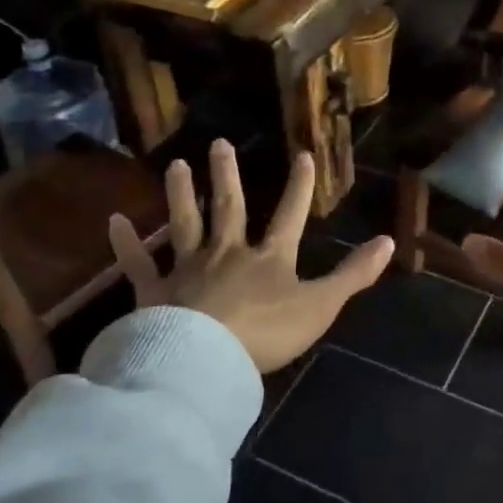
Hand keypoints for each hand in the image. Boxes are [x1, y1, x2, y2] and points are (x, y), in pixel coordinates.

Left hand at [109, 140, 394, 373]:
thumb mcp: (320, 305)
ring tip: (176, 165)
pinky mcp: (154, 292)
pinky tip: (113, 220)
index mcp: (268, 258)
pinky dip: (126, 243)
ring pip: (185, 224)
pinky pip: (138, 263)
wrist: (204, 359)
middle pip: (229, 209)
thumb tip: (390, 241)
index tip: (303, 154)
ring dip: (182, 195)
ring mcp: (188, 269)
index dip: (299, 186)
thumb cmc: (266, 332)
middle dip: (228, 177)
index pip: (290, 215)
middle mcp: (227, 253)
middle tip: (219, 143)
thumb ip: (353, 274)